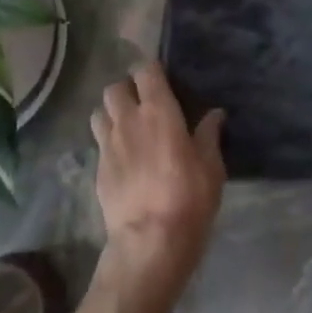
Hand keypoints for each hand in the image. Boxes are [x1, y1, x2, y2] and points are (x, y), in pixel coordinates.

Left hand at [90, 63, 223, 294]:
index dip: (151, 71)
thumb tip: (214, 114)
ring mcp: (107, 145)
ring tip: (127, 127)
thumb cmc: (189, 198)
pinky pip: (98, 143)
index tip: (162, 79)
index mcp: (158, 111)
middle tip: (143, 104)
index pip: (145, 71)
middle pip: (114, 88)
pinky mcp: (97, 170)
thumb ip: (208, 135)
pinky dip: (108, 142)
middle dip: (126, 89)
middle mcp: (128, 121)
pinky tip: (123, 158)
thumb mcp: (211, 166)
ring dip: (111, 113)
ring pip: (99, 112)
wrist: (150, 242)